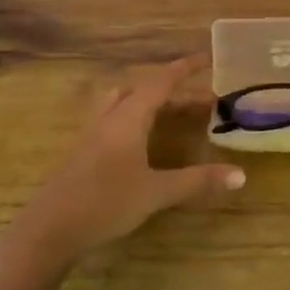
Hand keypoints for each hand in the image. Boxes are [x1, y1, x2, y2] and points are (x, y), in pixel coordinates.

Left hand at [3, 54, 243, 279]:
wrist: (48, 231)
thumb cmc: (105, 203)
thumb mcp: (156, 192)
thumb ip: (197, 181)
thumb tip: (241, 175)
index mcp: (127, 119)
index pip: (160, 83)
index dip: (184, 69)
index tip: (207, 58)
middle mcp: (107, 119)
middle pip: (137, 89)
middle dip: (166, 87)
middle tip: (193, 96)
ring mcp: (90, 136)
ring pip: (119, 104)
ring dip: (145, 101)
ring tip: (167, 112)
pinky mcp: (81, 155)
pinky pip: (111, 122)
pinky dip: (132, 120)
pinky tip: (140, 143)